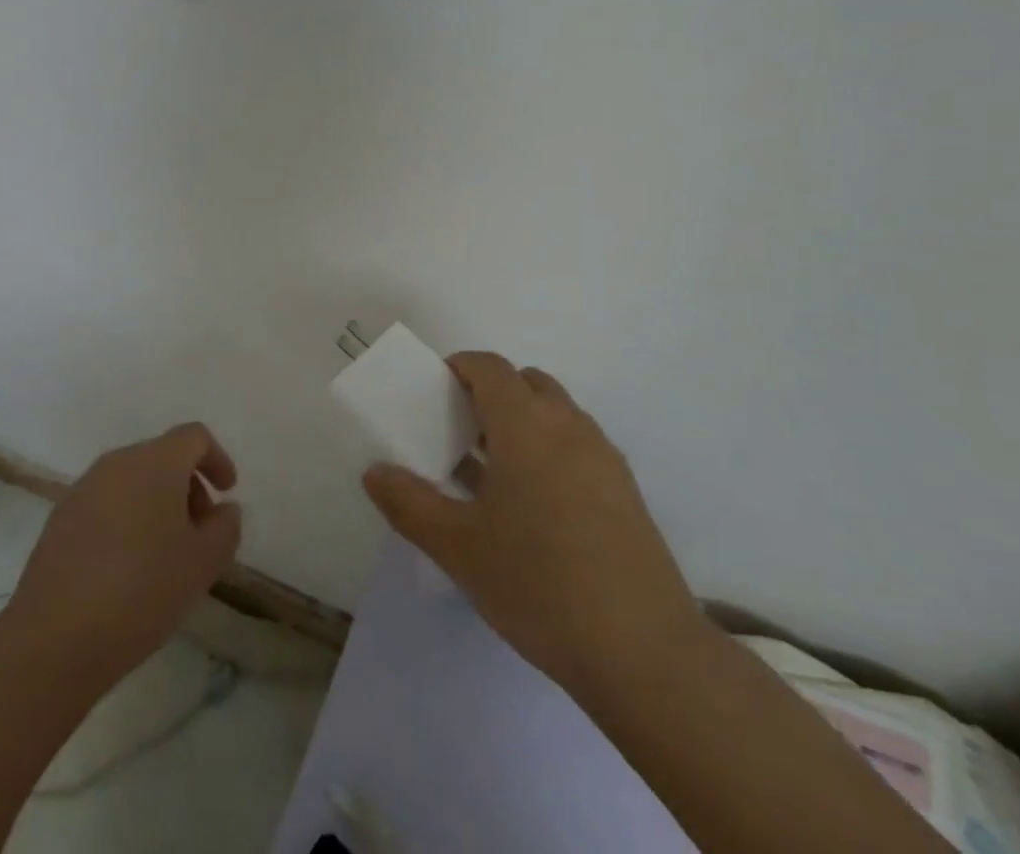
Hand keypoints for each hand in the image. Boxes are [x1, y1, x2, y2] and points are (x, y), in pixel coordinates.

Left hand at [6, 423, 242, 690]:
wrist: (54, 638)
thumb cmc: (142, 590)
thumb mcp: (203, 563)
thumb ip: (225, 527)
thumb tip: (223, 509)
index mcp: (155, 462)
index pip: (193, 437)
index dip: (217, 458)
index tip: (227, 492)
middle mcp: (117, 462)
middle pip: (162, 456)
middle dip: (188, 485)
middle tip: (200, 530)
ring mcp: (83, 489)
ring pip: (132, 480)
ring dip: (157, 503)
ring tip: (165, 553)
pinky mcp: (60, 519)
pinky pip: (106, 503)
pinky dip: (127, 518)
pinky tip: (127, 566)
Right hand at [362, 353, 702, 696]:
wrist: (645, 652)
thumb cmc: (539, 584)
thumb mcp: (459, 548)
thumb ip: (409, 503)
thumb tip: (374, 472)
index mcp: (526, 424)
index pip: (489, 367)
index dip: (458, 367)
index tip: (434, 393)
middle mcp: (568, 425)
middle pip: (525, 382)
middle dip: (491, 394)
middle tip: (460, 433)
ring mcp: (603, 456)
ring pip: (556, 414)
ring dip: (522, 423)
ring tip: (493, 474)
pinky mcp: (626, 490)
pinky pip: (578, 446)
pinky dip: (550, 451)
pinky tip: (535, 509)